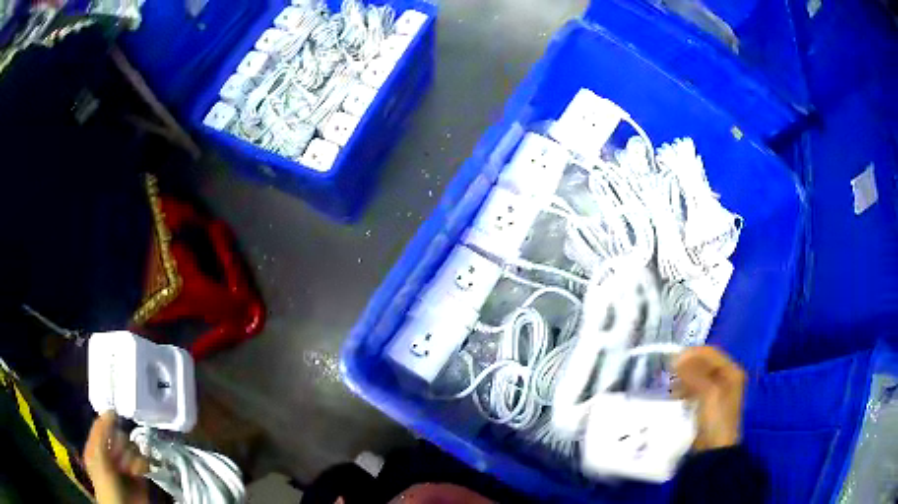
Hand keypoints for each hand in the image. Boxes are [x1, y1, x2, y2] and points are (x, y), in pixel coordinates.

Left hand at [83, 411, 149, 503]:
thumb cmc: (106, 485)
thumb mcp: (98, 456)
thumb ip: (101, 432)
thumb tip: (110, 410)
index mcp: (96, 445)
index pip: (102, 424)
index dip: (108, 422)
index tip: (115, 417)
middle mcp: (110, 452)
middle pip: (120, 434)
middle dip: (121, 446)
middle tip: (118, 457)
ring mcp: (125, 463)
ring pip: (133, 447)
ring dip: (131, 457)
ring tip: (128, 469)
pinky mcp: (140, 473)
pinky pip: (144, 460)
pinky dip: (142, 465)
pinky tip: (137, 472)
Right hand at [674, 346, 746, 450]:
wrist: (713, 451)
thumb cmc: (715, 420)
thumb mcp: (707, 394)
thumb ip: (694, 374)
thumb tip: (676, 358)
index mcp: (732, 372)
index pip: (711, 353)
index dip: (693, 354)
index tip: (673, 360)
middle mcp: (727, 378)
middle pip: (704, 364)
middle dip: (687, 366)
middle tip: (669, 371)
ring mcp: (717, 391)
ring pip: (698, 376)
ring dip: (684, 378)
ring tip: (670, 385)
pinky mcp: (707, 404)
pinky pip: (695, 389)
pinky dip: (685, 389)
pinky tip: (675, 395)